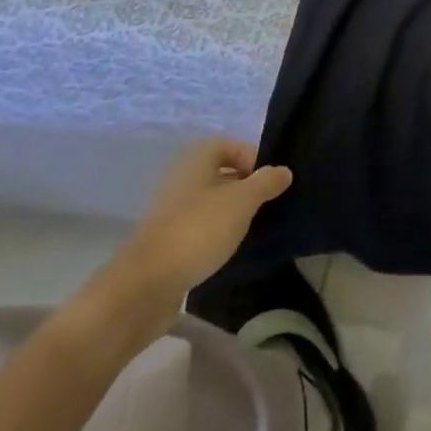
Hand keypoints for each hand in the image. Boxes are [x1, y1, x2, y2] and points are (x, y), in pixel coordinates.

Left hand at [85, 140, 292, 345]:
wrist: (147, 285)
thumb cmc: (198, 230)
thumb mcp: (242, 201)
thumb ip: (266, 182)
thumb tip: (284, 171)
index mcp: (194, 163)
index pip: (226, 145)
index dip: (250, 156)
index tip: (269, 179)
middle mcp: (180, 181)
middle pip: (218, 173)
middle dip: (244, 185)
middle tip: (266, 202)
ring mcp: (170, 213)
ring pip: (209, 202)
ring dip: (231, 211)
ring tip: (253, 226)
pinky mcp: (167, 242)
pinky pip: (198, 227)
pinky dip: (216, 233)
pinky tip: (229, 247)